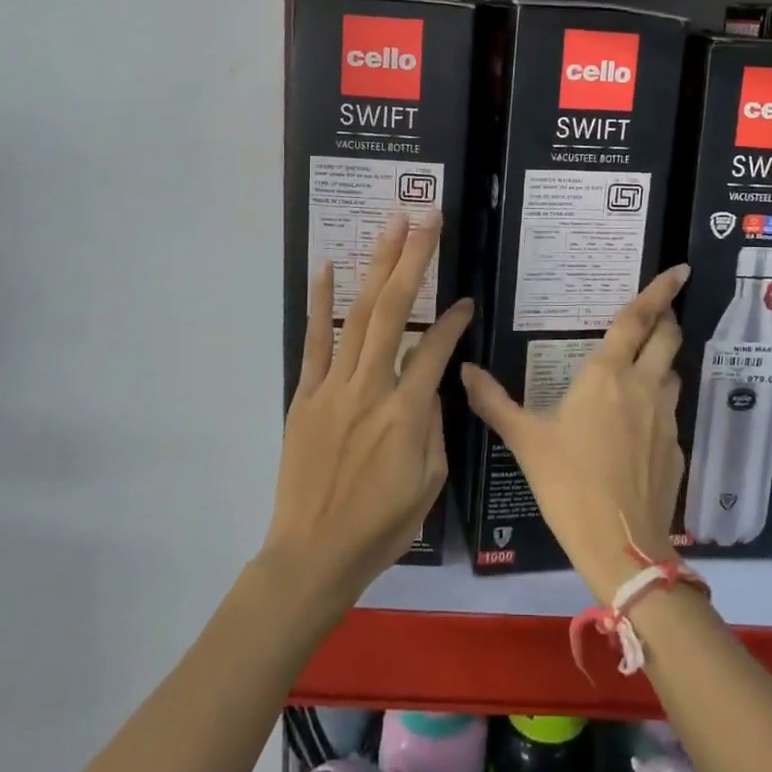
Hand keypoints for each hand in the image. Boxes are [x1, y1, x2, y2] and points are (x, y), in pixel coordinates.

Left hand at [262, 211, 471, 614]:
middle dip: (414, 258)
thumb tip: (430, 386)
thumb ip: (433, 426)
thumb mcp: (429, 483)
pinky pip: (313, 341)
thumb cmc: (381, 526)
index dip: (454, 320)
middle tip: (426, 216)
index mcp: (406, 412)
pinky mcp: (305, 395)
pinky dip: (320, 302)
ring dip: (376, 264)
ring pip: (358, 314)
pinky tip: (326, 266)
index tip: (467, 302)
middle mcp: (370, 388)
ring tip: (390, 223)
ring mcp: (332, 387)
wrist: (313, 554)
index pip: (436, 348)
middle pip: (393, 309)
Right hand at [461, 266, 690, 603]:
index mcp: (608, 375)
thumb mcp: (525, 440)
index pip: (638, 320)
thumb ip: (493, 401)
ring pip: (672, 373)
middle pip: (668, 338)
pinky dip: (658, 404)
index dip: (660, 291)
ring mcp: (665, 418)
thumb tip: (464, 369)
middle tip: (656, 313)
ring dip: (662, 361)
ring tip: (641, 367)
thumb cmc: (568, 483)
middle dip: (666, 319)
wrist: (620, 545)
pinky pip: (670, 412)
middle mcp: (644, 387)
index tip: (680, 269)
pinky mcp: (676, 448)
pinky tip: (637, 426)